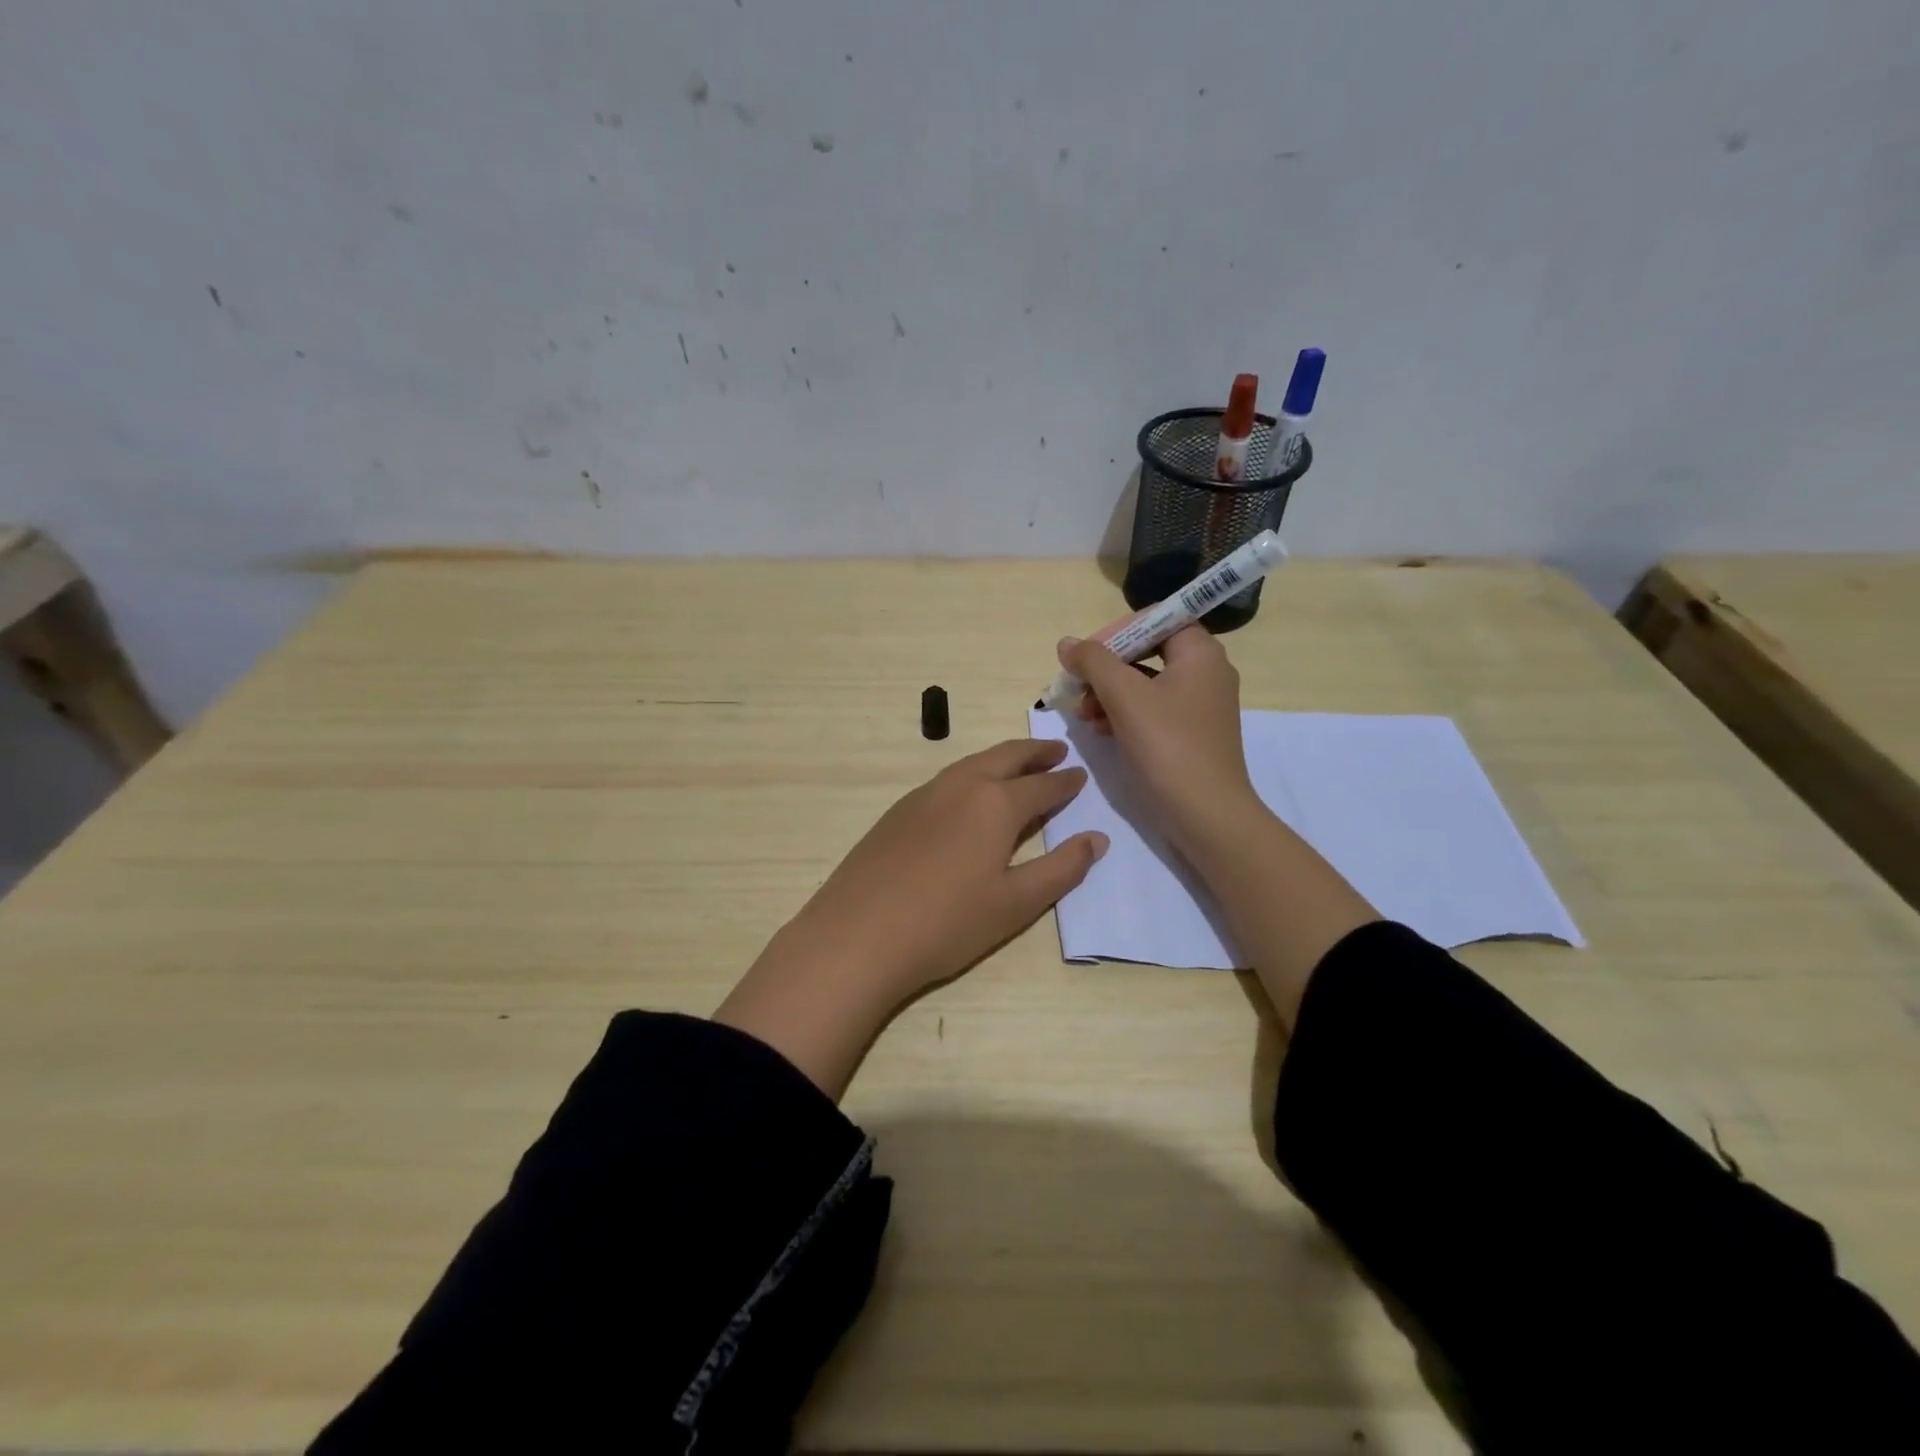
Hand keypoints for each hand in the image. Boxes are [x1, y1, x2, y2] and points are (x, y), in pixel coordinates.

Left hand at [715, 739, 1107, 1097]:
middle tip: (1056, 750)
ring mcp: (924, 795)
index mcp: (995, 804)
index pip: (1042, 785)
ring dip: (1001, 759)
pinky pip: (946, 780)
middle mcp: (961, 786)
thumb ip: (1061, 869)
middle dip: (1035, 752)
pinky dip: (971, 775)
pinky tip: (968, 795)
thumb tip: (1096, 839)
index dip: (1065, 782)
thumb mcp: (1016, 903)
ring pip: (972, 763)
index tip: (1080, 775)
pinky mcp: (898, 811)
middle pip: (1005, 757)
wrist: (858, 935)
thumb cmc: (947, 923)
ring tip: (1018, 765)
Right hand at [1059, 626, 1258, 855]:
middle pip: (1147, 651)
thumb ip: (1093, 662)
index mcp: (1200, 653)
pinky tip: (1100, 730)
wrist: (1206, 815)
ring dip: (1108, 693)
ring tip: (1082, 714)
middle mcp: (1206, 672)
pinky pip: (1151, 710)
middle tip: (1077, 686)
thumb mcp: (1124, 696)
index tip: (1085, 655)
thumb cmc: (1168, 746)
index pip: (1155, 619)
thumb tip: (1068, 643)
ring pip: (1145, 683)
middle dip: (1106, 668)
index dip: (1115, 631)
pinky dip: (1123, 714)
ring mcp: (1199, 706)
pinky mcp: (1190, 734)